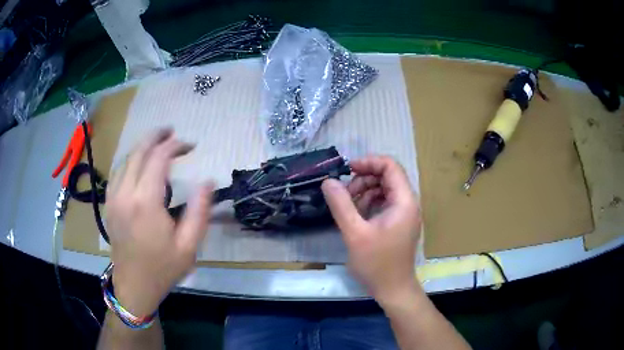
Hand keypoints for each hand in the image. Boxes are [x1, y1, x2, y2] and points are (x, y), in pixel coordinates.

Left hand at [105, 129, 212, 314]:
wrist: (134, 285)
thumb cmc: (163, 268)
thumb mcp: (189, 245)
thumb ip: (200, 211)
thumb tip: (207, 181)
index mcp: (145, 202)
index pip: (158, 158)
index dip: (175, 146)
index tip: (190, 145)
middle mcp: (125, 193)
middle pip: (138, 151)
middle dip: (156, 137)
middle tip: (172, 132)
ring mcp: (113, 197)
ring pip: (126, 159)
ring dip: (142, 147)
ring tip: (158, 143)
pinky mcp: (109, 204)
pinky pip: (118, 172)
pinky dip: (130, 161)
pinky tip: (139, 164)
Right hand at [321, 156, 420, 303]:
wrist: (393, 289)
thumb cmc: (377, 264)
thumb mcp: (355, 233)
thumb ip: (341, 205)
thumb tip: (328, 182)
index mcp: (404, 202)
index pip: (390, 166)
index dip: (369, 162)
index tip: (347, 170)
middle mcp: (407, 203)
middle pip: (387, 176)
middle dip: (364, 179)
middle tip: (345, 193)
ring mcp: (403, 214)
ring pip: (384, 189)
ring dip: (365, 191)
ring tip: (348, 205)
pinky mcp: (398, 223)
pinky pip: (383, 203)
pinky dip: (369, 203)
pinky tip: (356, 215)